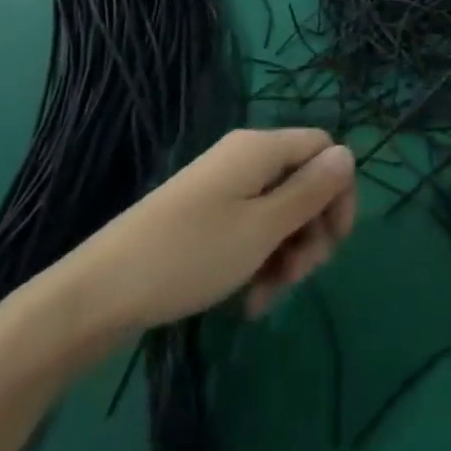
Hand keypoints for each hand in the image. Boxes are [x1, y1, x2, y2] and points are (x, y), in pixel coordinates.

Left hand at [19, 129, 356, 373]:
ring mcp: (222, 186)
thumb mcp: (263, 229)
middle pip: (303, 182)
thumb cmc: (191, 255)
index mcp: (261, 149)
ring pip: (278, 211)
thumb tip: (348, 154)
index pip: (324, 148)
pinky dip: (258, 260)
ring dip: (285, 254)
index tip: (334, 242)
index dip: (338, 191)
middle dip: (310, 231)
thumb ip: (310, 192)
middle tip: (298, 277)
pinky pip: (250, 227)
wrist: (101, 291)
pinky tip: (248, 301)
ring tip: (265, 298)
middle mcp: (244, 158)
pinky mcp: (205, 215)